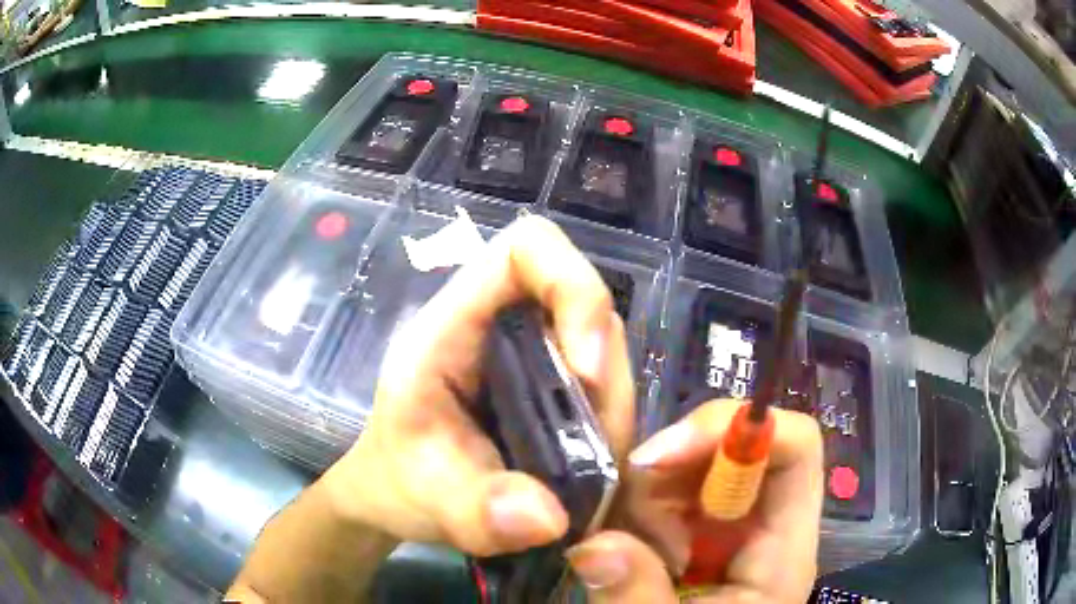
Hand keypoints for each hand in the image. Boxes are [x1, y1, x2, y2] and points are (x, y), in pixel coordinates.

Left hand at [320, 215, 635, 555]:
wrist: (397, 493)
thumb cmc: (397, 479)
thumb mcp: (425, 497)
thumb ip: (475, 510)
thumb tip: (551, 518)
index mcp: (454, 324)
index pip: (527, 248)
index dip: (572, 285)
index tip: (585, 369)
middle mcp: (502, 325)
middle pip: (586, 306)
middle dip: (606, 378)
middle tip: (596, 454)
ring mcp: (533, 354)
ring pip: (605, 351)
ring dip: (612, 412)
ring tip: (591, 476)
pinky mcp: (553, 384)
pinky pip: (604, 389)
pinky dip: (610, 428)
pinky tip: (593, 471)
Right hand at [567, 402, 823, 602]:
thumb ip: (635, 597)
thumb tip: (592, 545)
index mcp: (783, 550)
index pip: (795, 448)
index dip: (741, 430)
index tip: (659, 456)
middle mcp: (765, 524)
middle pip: (739, 447)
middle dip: (673, 464)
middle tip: (622, 506)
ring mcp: (732, 527)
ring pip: (697, 466)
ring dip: (648, 492)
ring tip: (625, 541)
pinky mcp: (701, 535)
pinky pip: (672, 495)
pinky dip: (638, 508)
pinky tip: (626, 543)